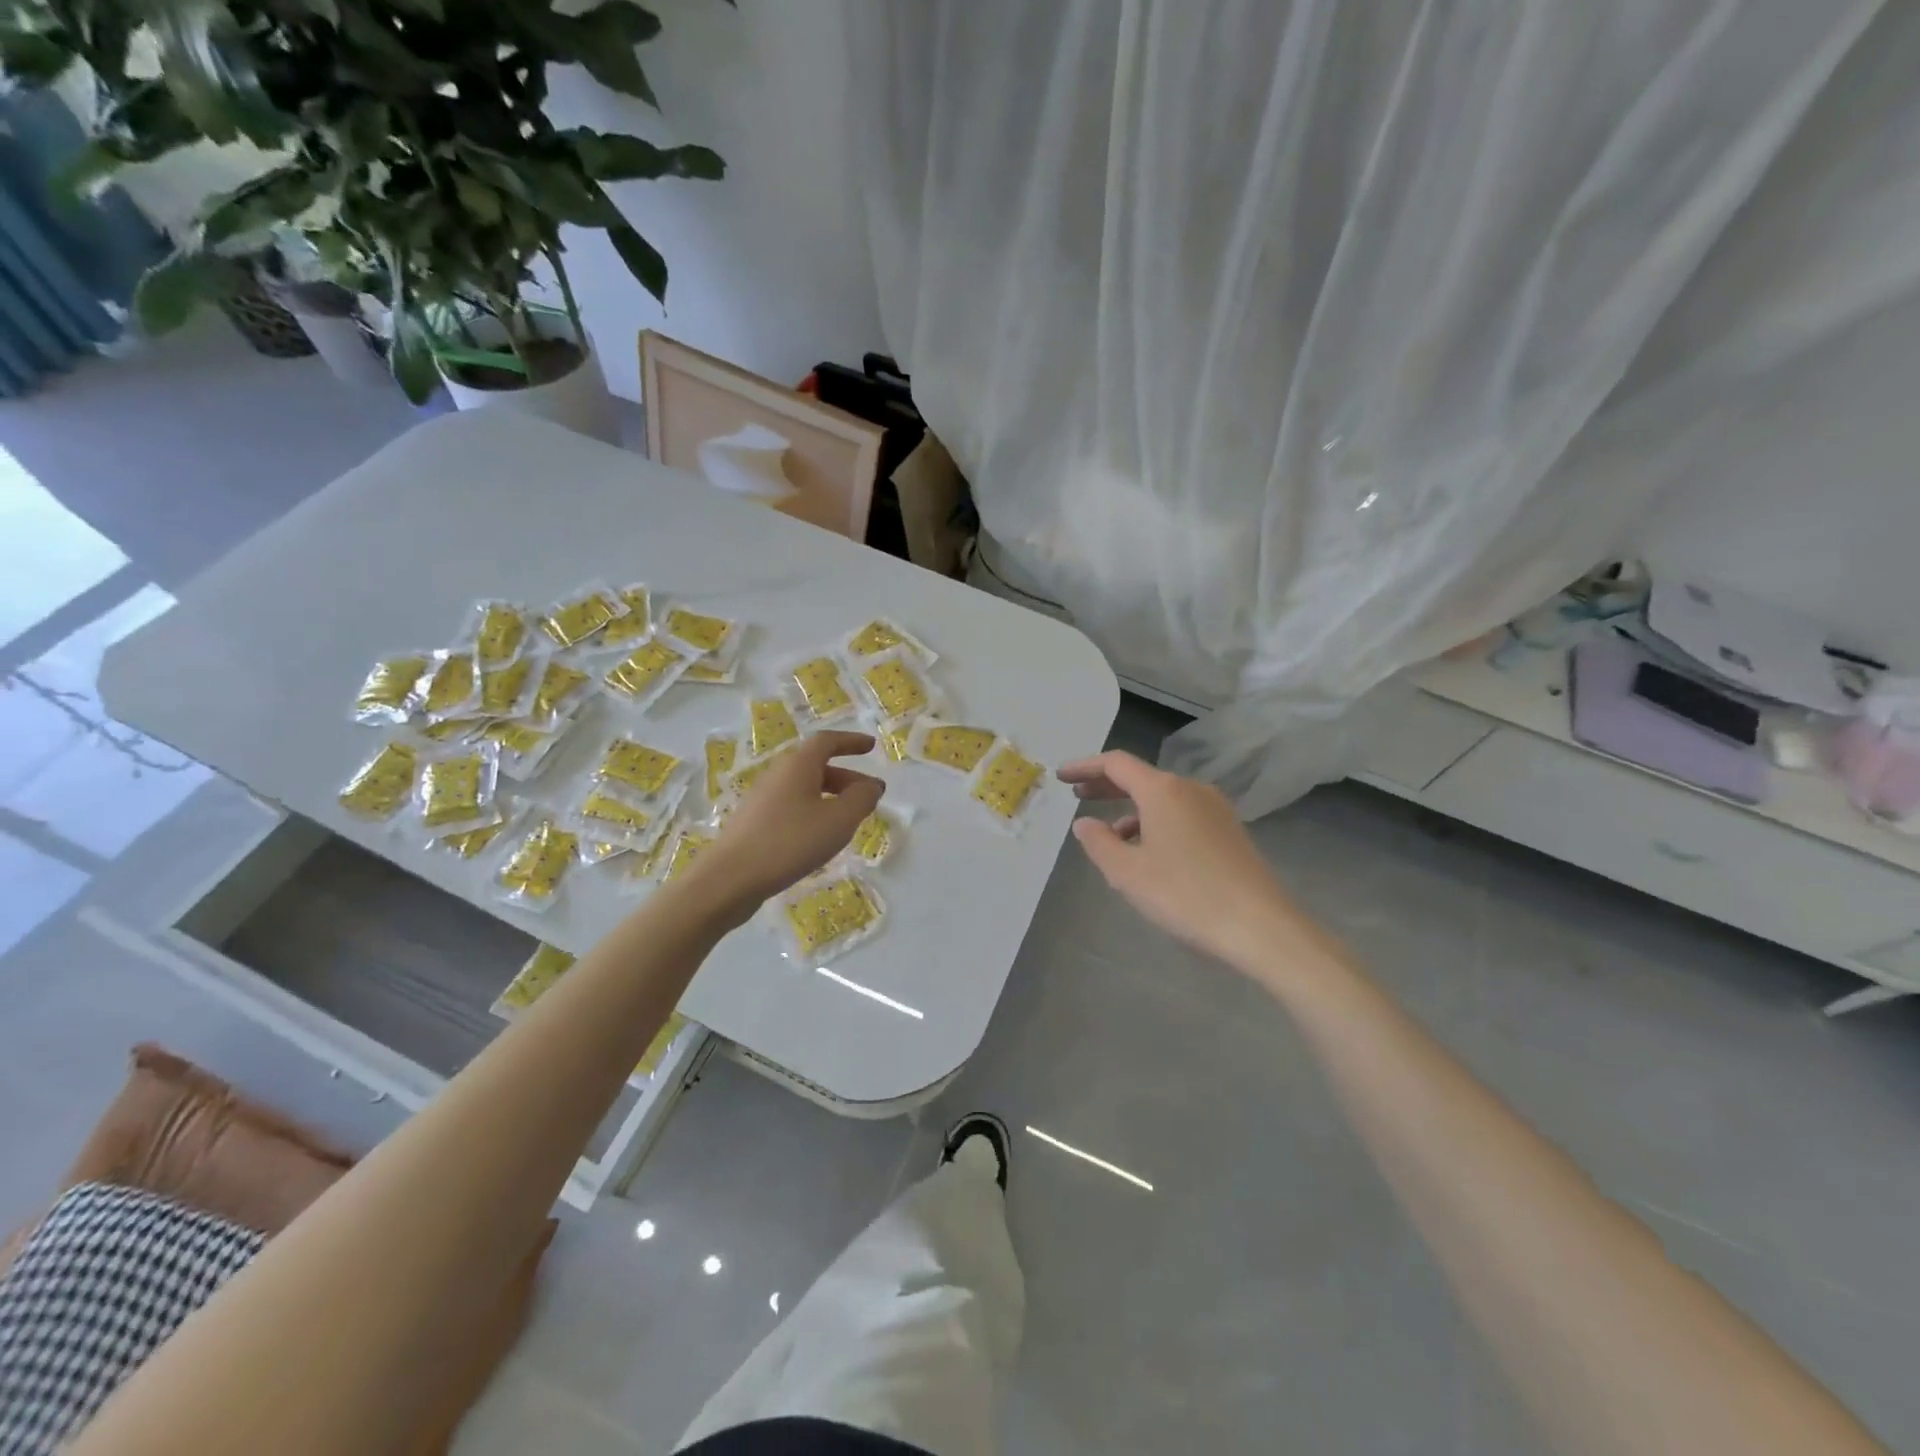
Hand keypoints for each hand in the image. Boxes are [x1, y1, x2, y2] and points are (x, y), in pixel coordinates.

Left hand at [698, 730, 885, 916]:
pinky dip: (813, 812)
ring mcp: (762, 800)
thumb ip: (861, 799)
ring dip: (831, 797)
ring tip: (850, 820)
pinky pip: (792, 807)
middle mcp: (777, 775)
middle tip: (870, 795)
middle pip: (816, 766)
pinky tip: (820, 838)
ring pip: (804, 789)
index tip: (871, 747)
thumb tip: (872, 785)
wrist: (729, 879)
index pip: (827, 741)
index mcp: (798, 765)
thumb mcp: (838, 821)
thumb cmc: (790, 842)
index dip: (851, 742)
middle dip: (847, 777)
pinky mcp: (754, 823)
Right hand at [1058, 750, 1327, 977]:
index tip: (1061, 777)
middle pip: (1140, 777)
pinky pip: (1181, 815)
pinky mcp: (1229, 831)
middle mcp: (1190, 789)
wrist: (1260, 926)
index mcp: (1163, 790)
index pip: (1116, 764)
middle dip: (1106, 785)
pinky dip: (1155, 823)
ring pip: (1162, 799)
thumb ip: (1099, 843)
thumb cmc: (1185, 895)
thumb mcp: (1128, 873)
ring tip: (1109, 837)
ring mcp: (1214, 809)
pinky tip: (1148, 853)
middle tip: (1077, 796)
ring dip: (1131, 810)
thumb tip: (1084, 823)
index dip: (1085, 767)